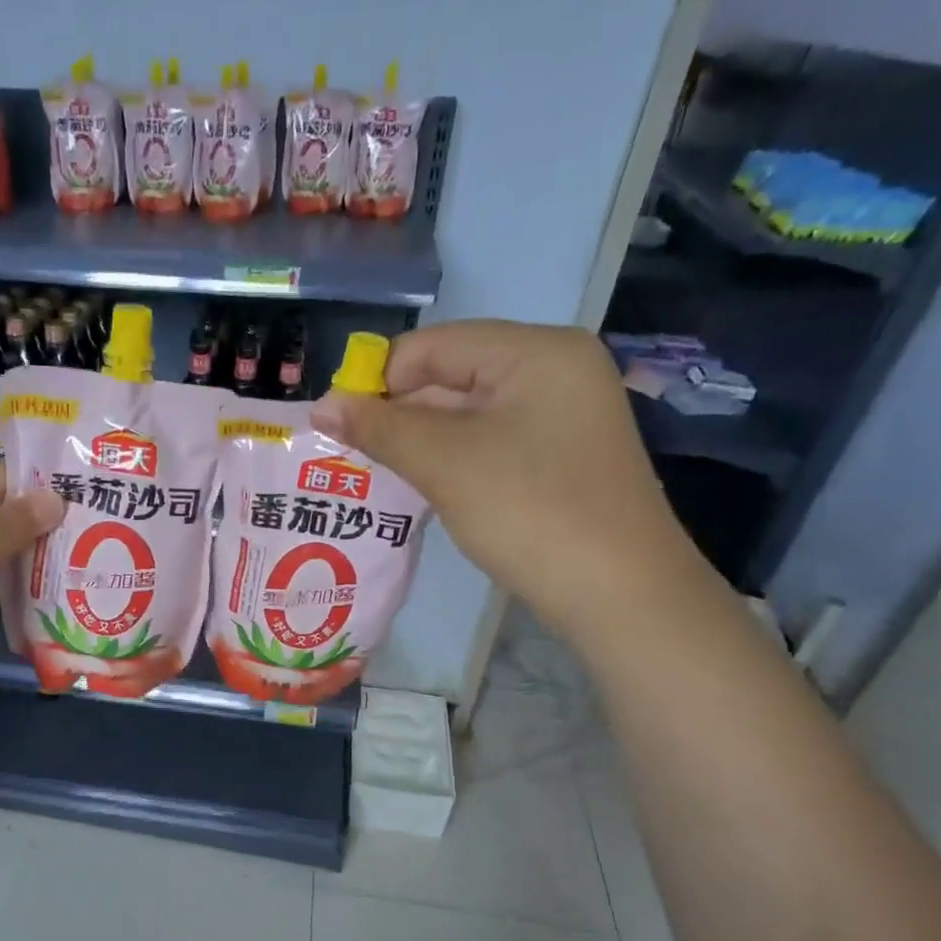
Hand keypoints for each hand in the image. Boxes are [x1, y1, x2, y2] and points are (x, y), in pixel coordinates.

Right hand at [309, 320, 704, 637]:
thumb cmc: (530, 511)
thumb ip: (379, 428)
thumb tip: (320, 405)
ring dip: (421, 441)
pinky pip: (491, 441)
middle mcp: (555, 370)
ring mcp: (563, 414)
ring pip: (469, 413)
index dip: (378, 381)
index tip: (337, 427)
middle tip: (350, 456)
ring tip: (376, 474)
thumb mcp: (445, 464)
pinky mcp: (560, 455)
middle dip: (398, 414)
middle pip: (452, 375)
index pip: (434, 346)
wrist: (620, 594)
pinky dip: (452, 459)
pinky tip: (423, 486)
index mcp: (536, 351)